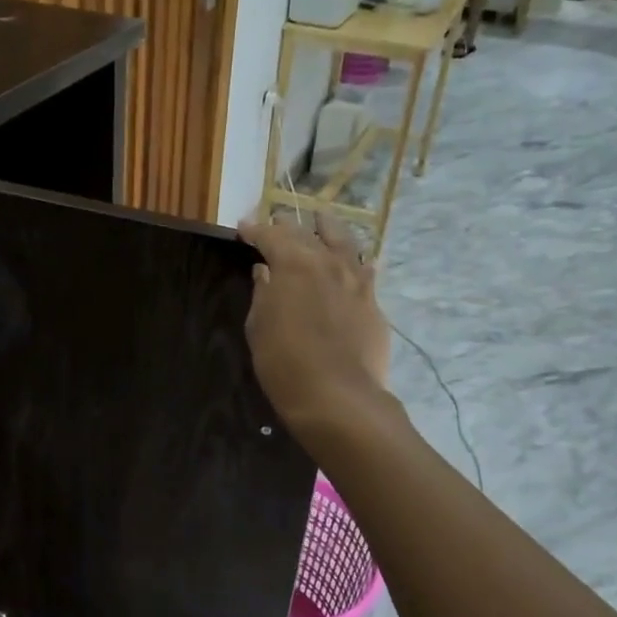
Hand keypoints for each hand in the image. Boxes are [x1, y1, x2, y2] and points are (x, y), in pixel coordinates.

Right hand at [238, 215, 391, 434]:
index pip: (270, 235)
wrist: (337, 396)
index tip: (243, 228)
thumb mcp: (258, 326)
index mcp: (293, 264)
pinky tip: (357, 262)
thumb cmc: (284, 361)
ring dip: (328, 229)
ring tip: (322, 220)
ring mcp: (355, 281)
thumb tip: (265, 272)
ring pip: (344, 242)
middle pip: (306, 233)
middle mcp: (327, 262)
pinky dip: (356, 262)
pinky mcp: (373, 303)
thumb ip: (263, 292)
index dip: (254, 230)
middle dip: (287, 226)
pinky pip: (365, 271)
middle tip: (276, 225)